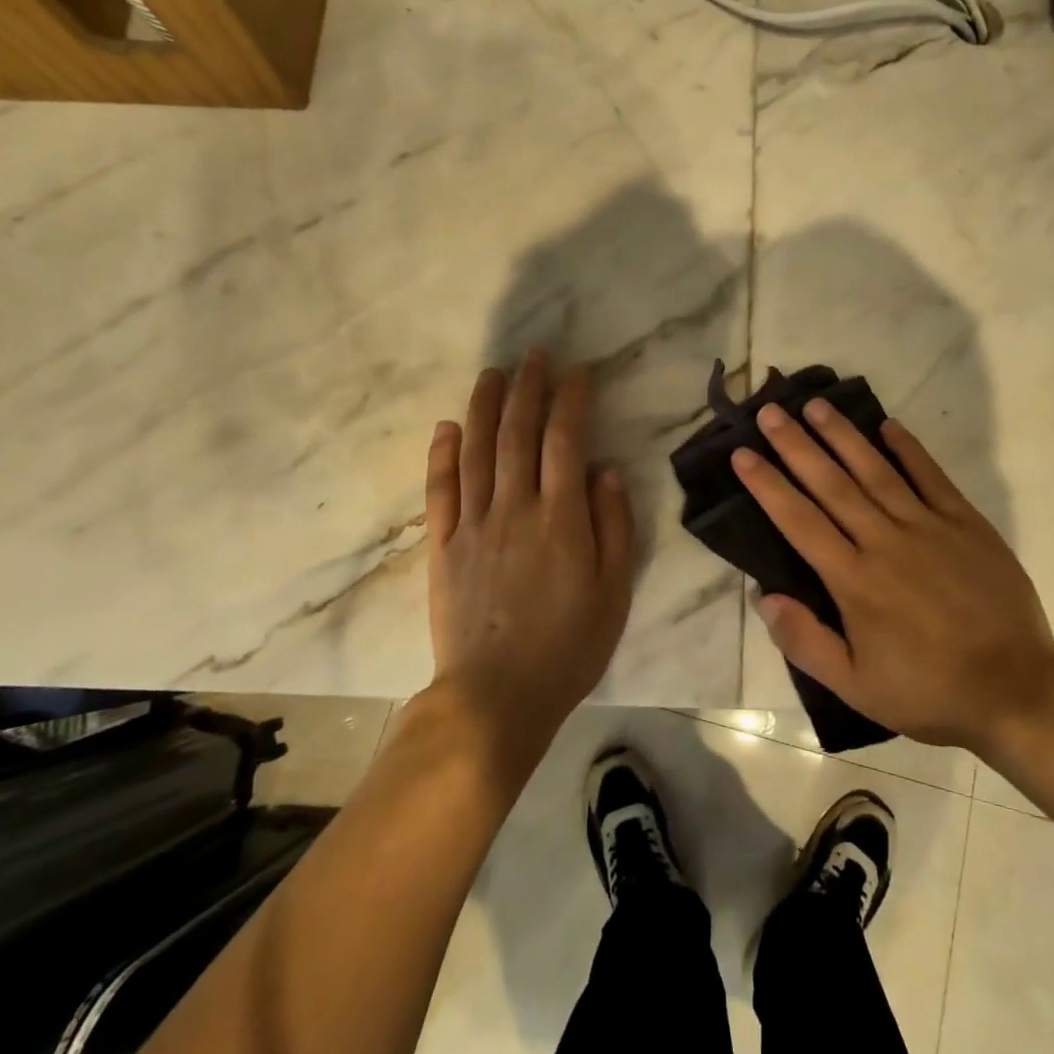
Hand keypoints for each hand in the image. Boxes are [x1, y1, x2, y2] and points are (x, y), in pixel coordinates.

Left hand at [425, 351, 635, 758]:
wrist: (495, 699)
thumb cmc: (568, 647)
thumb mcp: (613, 591)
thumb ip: (613, 525)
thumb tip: (604, 470)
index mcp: (560, 518)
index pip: (565, 440)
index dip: (571, 400)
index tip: (577, 372)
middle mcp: (514, 509)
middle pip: (518, 433)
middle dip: (527, 388)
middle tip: (533, 355)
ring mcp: (472, 525)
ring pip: (476, 450)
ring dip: (484, 406)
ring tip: (492, 373)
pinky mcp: (442, 546)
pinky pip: (440, 490)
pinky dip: (442, 453)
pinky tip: (447, 426)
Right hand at [734, 399, 1053, 752]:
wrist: (1017, 691)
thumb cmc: (929, 691)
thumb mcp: (856, 687)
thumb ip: (806, 642)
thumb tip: (764, 597)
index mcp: (854, 580)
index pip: (800, 521)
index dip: (768, 485)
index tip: (742, 454)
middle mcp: (885, 542)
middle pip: (831, 484)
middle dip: (796, 446)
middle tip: (769, 413)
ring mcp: (928, 527)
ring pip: (876, 471)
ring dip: (843, 436)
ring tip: (816, 405)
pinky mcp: (966, 524)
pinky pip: (932, 477)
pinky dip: (909, 449)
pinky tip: (888, 424)